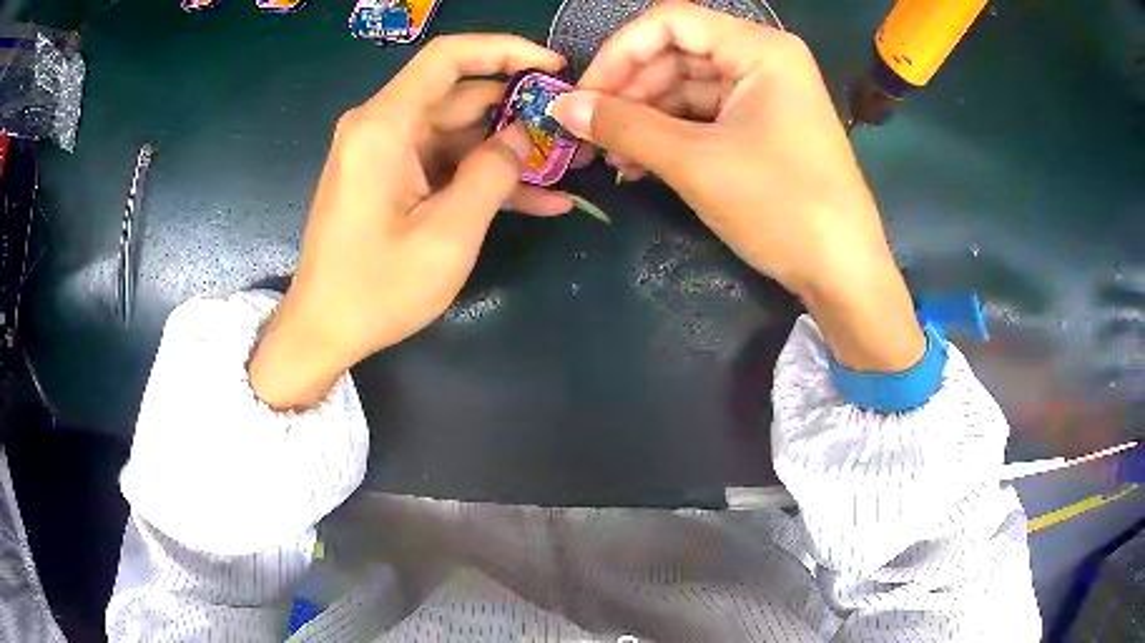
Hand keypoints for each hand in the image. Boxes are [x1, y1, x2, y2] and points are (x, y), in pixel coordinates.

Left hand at [249, 36, 570, 409]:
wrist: (322, 330)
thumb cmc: (376, 290)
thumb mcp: (447, 235)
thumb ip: (492, 175)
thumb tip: (522, 137)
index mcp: (384, 126)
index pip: (448, 57)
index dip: (505, 50)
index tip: (554, 66)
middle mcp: (381, 126)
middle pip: (460, 95)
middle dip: (519, 110)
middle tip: (571, 129)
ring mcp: (385, 153)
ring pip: (459, 132)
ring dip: (509, 150)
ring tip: (566, 168)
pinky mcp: (391, 178)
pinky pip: (444, 163)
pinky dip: (483, 176)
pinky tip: (538, 199)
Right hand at [552, 4, 924, 371]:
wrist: (843, 273)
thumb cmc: (781, 208)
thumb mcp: (696, 163)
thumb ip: (624, 127)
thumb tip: (562, 108)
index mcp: (759, 49)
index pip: (669, 23)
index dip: (619, 53)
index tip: (583, 95)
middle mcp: (763, 60)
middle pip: (676, 54)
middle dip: (629, 92)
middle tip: (590, 133)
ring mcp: (765, 94)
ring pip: (686, 88)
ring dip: (644, 119)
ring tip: (611, 157)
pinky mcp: (763, 127)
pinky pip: (704, 116)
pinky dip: (670, 136)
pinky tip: (639, 164)